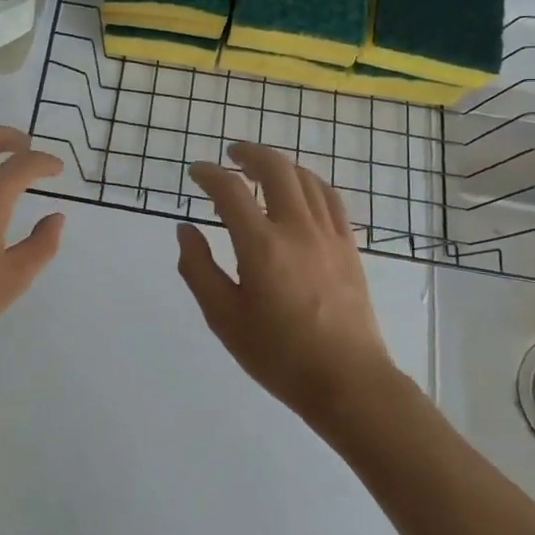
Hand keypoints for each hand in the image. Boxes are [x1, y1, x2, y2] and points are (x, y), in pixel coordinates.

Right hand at [176, 143, 396, 426]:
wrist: (347, 381)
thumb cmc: (278, 354)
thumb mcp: (223, 317)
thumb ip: (198, 268)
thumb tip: (185, 230)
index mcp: (261, 246)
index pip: (230, 190)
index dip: (209, 174)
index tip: (196, 172)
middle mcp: (296, 228)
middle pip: (275, 168)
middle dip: (249, 153)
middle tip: (231, 154)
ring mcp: (328, 234)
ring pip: (305, 178)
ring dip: (279, 164)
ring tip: (261, 168)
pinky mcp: (348, 245)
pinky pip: (330, 197)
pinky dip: (309, 182)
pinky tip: (301, 190)